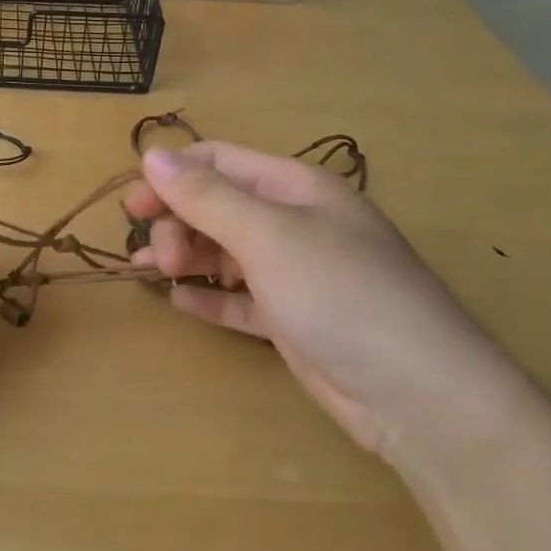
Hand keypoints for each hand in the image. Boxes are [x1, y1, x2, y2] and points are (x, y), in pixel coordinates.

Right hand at [126, 142, 531, 462]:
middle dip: (179, 222)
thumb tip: (152, 155)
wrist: (419, 394)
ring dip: (188, 257)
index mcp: (295, 188)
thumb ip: (206, 196)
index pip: (220, 161)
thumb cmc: (340, 293)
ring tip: (155, 274)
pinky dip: (211, 297)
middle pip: (219, 206)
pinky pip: (241, 299)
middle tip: (156, 256)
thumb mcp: (267, 235)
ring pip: (226, 252)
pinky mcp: (295, 320)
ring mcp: (297, 274)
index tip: (132, 205)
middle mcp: (295, 223)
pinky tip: (181, 303)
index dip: (172, 176)